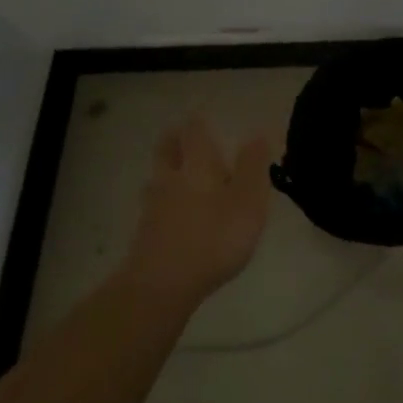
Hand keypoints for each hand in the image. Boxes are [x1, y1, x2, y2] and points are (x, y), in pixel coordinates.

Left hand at [122, 117, 273, 310]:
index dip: (198, 123)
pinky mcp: (145, 235)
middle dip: (173, 140)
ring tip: (174, 172)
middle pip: (167, 150)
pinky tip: (169, 213)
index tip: (200, 116)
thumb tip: (257, 131)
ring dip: (164, 171)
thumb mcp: (248, 201)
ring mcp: (153, 207)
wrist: (161, 285)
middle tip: (178, 133)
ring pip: (157, 178)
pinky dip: (161, 202)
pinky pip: (153, 207)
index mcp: (198, 165)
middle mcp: (171, 178)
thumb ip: (253, 166)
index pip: (195, 132)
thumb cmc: (214, 237)